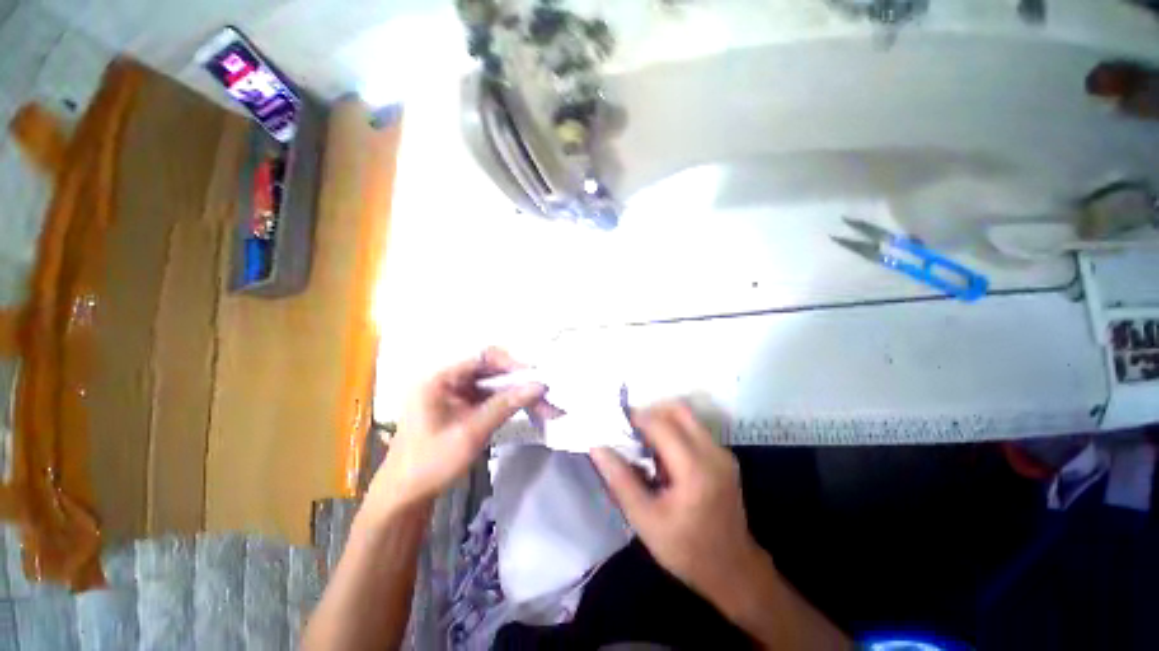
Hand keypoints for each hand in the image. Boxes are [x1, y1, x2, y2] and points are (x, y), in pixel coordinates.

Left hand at [366, 348, 544, 517]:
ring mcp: (455, 394)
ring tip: (545, 406)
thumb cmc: (430, 463)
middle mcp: (449, 380)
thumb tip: (539, 386)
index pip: (483, 357)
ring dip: (517, 394)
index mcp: (441, 378)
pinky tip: (527, 410)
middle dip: (520, 383)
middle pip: (492, 371)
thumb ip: (505, 406)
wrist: (404, 497)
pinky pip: (490, 398)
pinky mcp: (462, 407)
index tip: (535, 378)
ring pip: (494, 385)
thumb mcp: (470, 433)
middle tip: (546, 395)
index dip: (511, 364)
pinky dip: (508, 403)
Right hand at [591, 402, 764, 601]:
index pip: (660, 423)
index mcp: (695, 468)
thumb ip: (620, 480)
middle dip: (650, 412)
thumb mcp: (645, 521)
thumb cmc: (687, 550)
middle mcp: (713, 452)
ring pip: (686, 416)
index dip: (634, 417)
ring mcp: (722, 452)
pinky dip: (673, 431)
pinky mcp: (723, 456)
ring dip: (661, 420)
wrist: (734, 571)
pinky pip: (694, 429)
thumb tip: (597, 447)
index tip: (614, 424)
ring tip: (644, 444)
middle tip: (630, 431)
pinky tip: (662, 457)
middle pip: (678, 408)